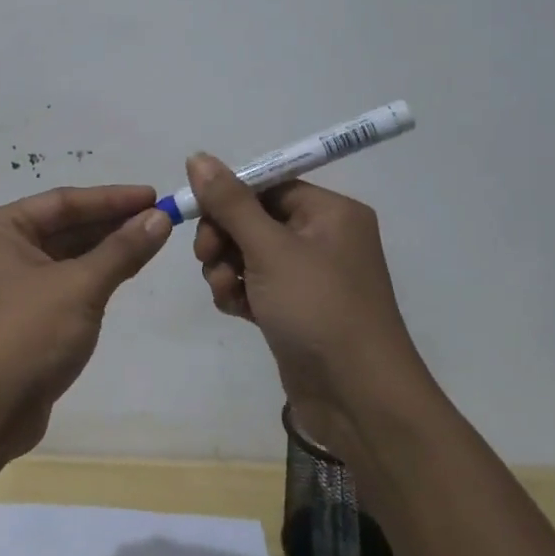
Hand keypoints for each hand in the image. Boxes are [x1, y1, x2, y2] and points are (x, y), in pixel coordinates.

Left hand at [0, 184, 171, 462]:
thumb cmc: (26, 336)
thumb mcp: (80, 287)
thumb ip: (121, 250)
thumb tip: (160, 218)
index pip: (64, 201)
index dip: (112, 198)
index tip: (155, 196)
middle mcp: (0, 248)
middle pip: (65, 225)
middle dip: (112, 223)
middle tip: (161, 218)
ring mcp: (10, 283)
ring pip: (67, 254)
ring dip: (107, 249)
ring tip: (152, 239)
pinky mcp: (24, 314)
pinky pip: (65, 281)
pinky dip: (95, 274)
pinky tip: (127, 268)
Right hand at [186, 154, 435, 440]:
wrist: (358, 399)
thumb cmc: (318, 309)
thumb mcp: (269, 249)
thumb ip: (230, 202)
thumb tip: (198, 156)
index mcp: (330, 212)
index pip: (268, 184)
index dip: (229, 197)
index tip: (197, 214)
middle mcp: (324, 237)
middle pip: (254, 218)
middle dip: (224, 237)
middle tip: (207, 257)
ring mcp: (310, 277)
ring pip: (249, 254)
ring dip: (226, 268)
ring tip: (226, 291)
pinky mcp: (296, 309)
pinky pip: (256, 284)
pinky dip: (239, 292)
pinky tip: (235, 310)